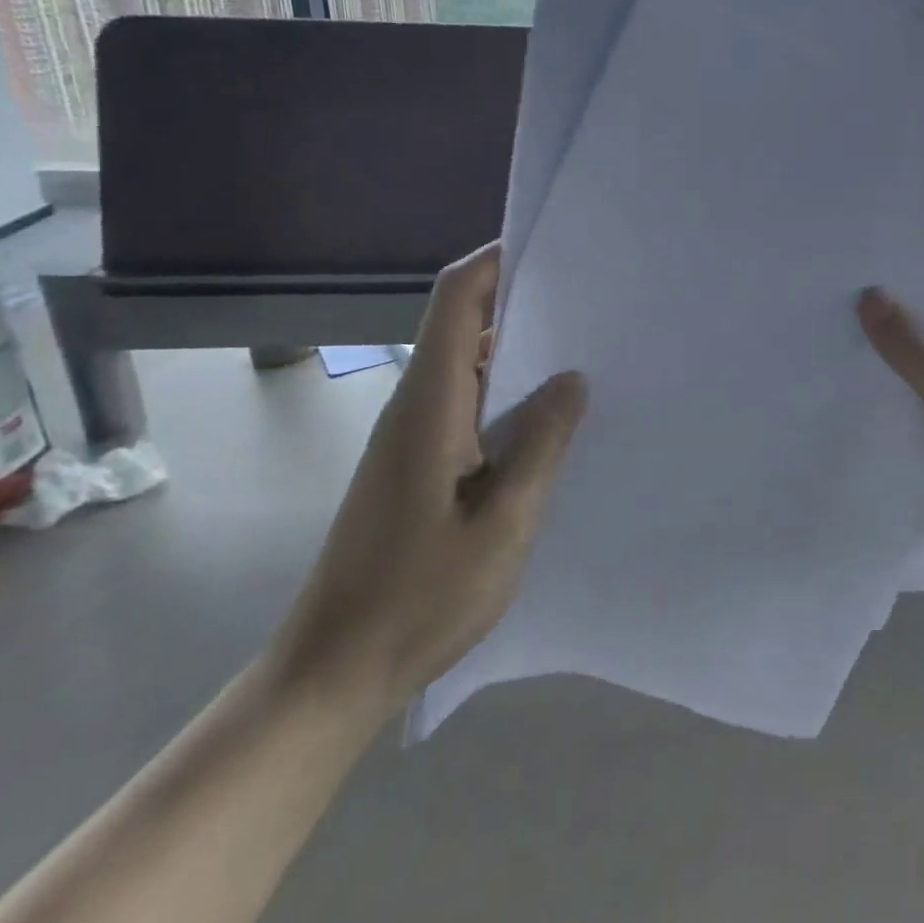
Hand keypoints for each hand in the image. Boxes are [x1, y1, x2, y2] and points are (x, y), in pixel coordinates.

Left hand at [270, 243, 586, 718]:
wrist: (332, 672)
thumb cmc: (419, 599)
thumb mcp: (503, 523)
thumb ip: (541, 443)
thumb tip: (571, 378)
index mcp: (430, 405)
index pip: (455, 300)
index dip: (495, 262)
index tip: (550, 250)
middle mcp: (415, 406)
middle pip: (461, 323)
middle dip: (521, 301)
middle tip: (591, 303)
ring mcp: (411, 437)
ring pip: (466, 365)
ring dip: (517, 350)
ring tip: (585, 351)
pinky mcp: (415, 465)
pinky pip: (466, 403)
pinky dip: (506, 392)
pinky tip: (549, 417)